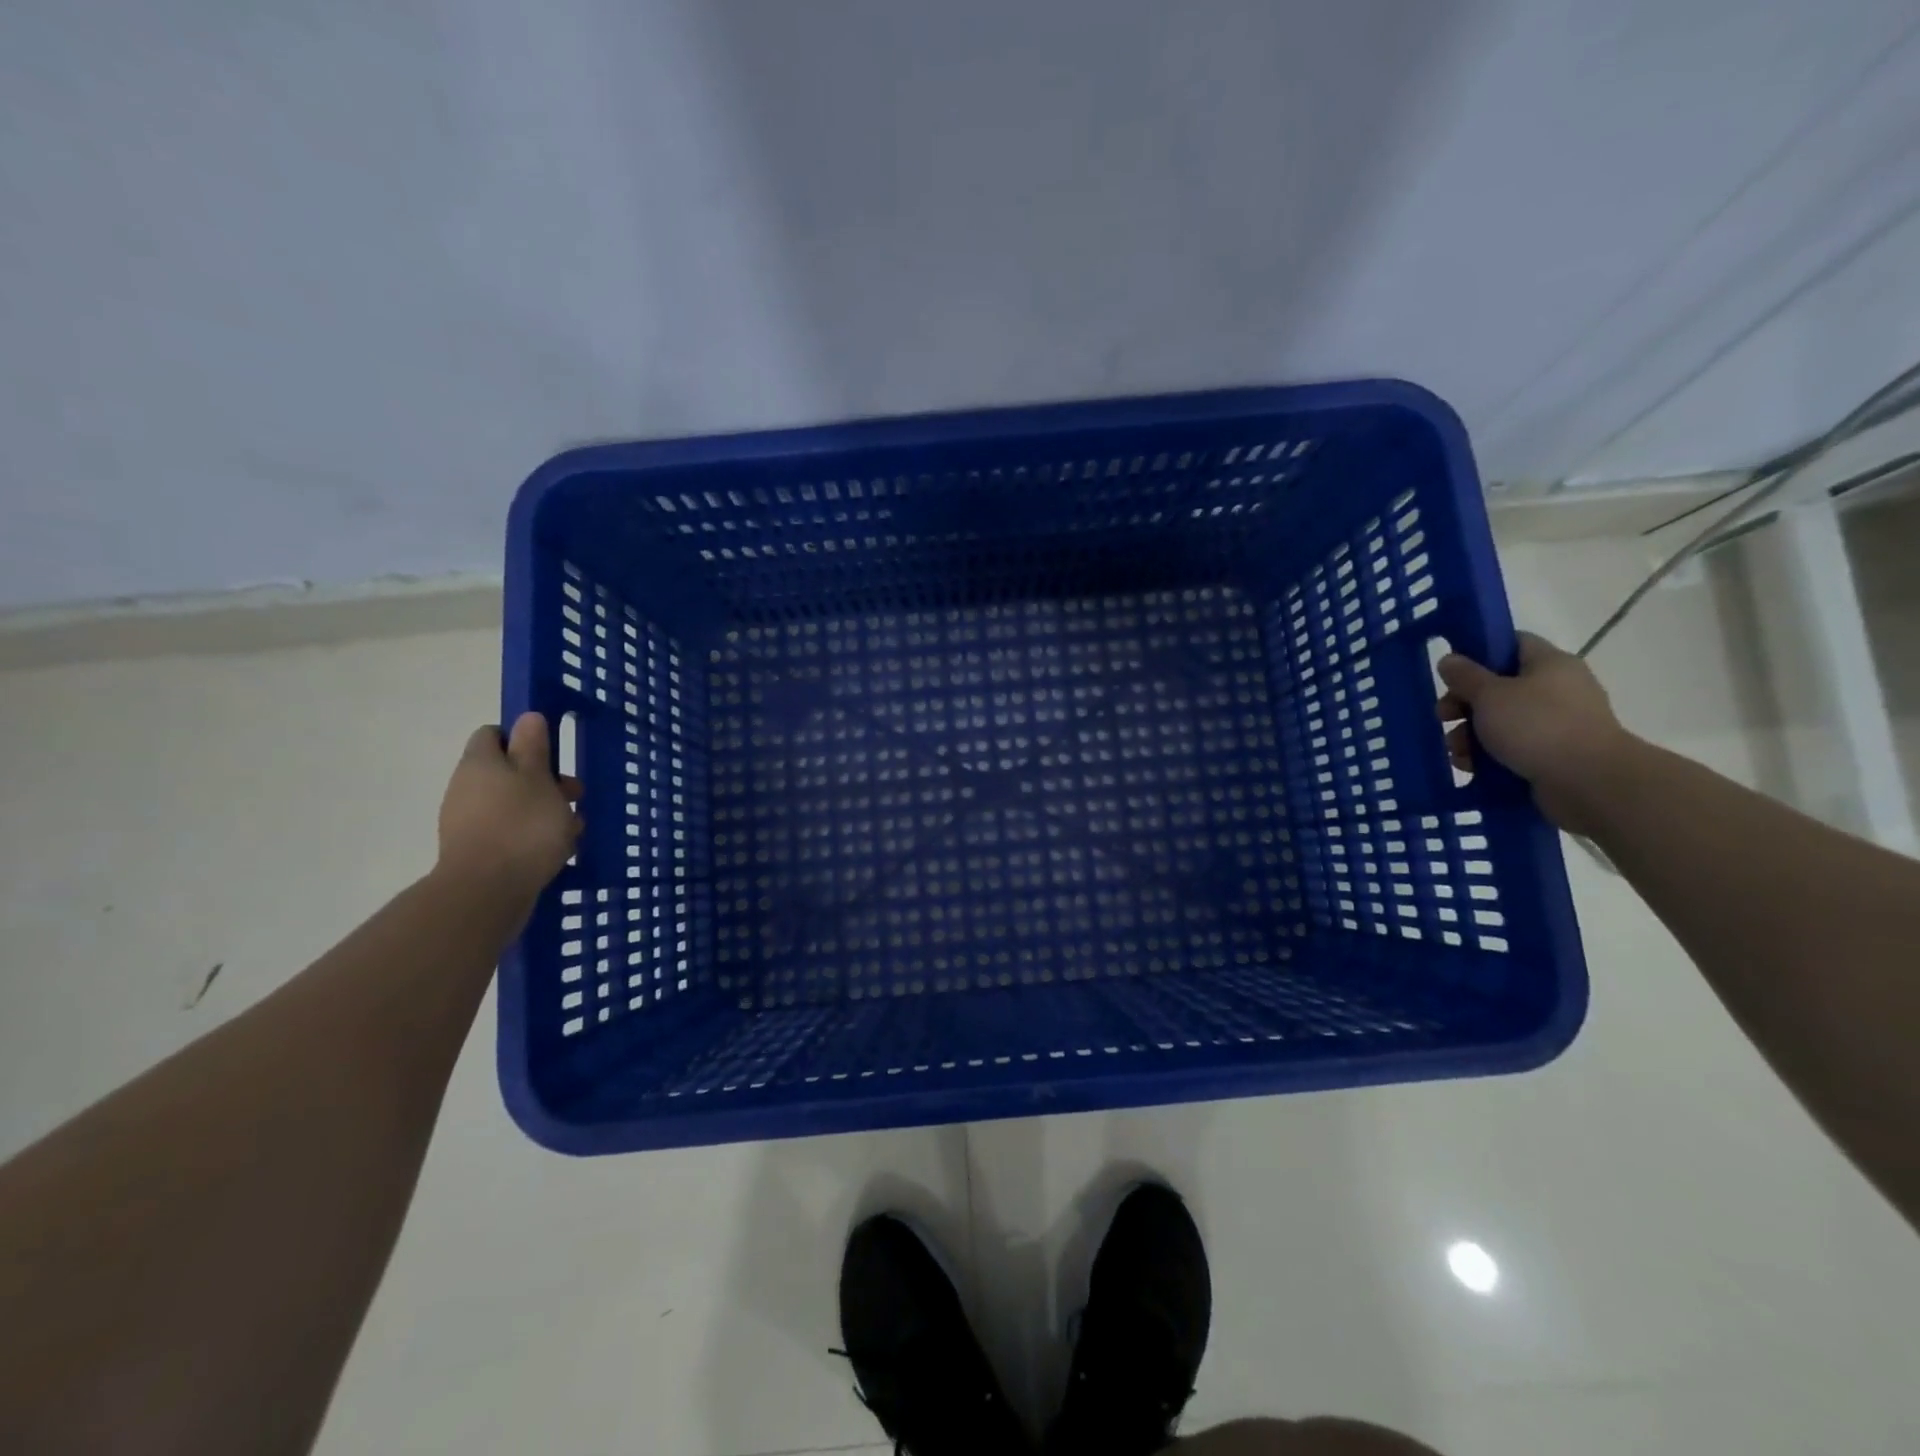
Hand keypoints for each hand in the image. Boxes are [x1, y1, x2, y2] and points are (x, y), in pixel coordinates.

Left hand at [434, 713, 582, 898]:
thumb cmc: (522, 825)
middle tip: (574, 796)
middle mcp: (467, 787)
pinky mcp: (477, 851)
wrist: (487, 892)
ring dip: (545, 811)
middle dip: (545, 781)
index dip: (523, 739)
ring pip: (514, 804)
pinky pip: (510, 833)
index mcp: (480, 763)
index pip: (494, 734)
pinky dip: (533, 837)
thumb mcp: (539, 778)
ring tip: (573, 829)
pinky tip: (558, 851)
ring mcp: (468, 822)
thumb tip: (527, 717)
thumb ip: (533, 746)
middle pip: (509, 772)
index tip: (551, 755)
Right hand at [1435, 632, 1635, 834]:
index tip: (1451, 673)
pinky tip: (1471, 767)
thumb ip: (1465, 676)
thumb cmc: (1537, 726)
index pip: (1512, 643)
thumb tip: (1449, 659)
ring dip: (1471, 734)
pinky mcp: (1556, 753)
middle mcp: (1558, 688)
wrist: (1590, 782)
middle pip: (1500, 686)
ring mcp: (1559, 723)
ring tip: (1456, 752)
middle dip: (1465, 704)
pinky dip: (1490, 756)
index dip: (1478, 652)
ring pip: (1502, 721)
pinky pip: (1514, 747)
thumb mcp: (1490, 695)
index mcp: (1549, 663)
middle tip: (1443, 717)